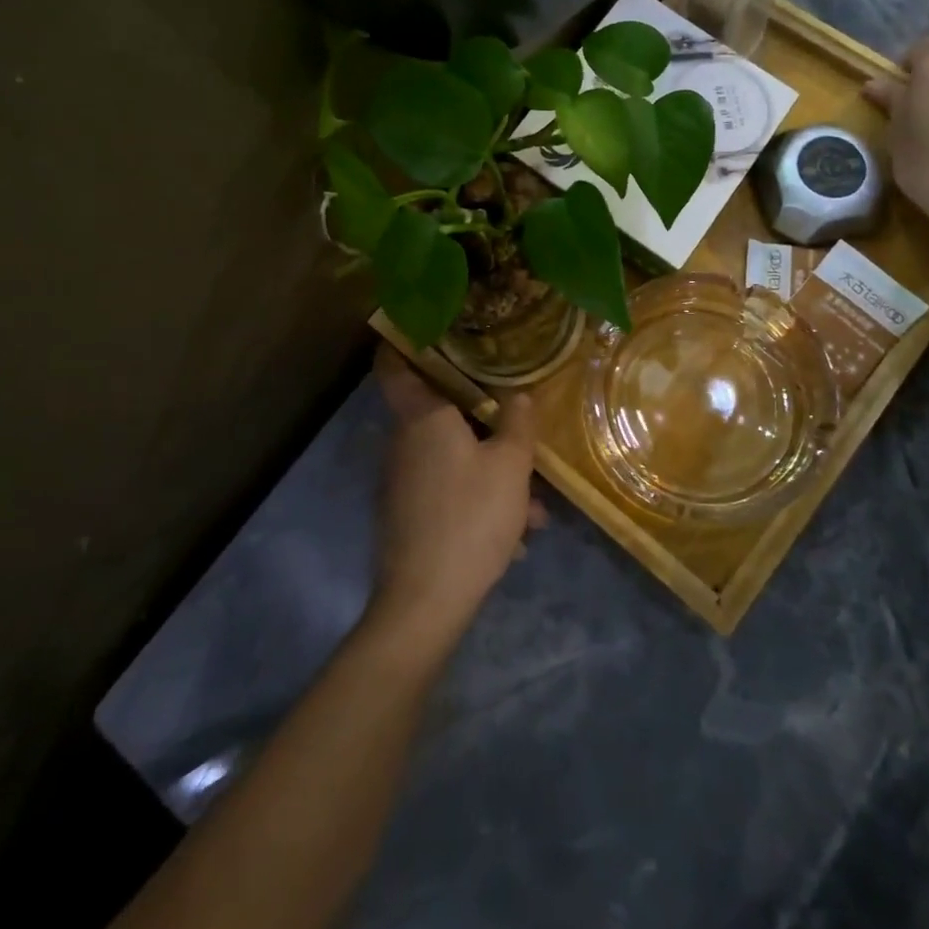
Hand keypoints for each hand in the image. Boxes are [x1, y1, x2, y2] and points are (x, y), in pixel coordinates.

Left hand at [368, 347, 544, 651]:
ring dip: (491, 473)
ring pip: (452, 459)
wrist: (425, 601)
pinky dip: (478, 502)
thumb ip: (518, 423)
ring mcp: (402, 481)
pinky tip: (515, 536)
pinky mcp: (406, 515)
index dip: (401, 341)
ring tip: (533, 508)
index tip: (424, 327)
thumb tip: (518, 395)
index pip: (394, 365)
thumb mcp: (511, 466)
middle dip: (482, 424)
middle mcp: (404, 443)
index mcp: (423, 418)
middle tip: (516, 428)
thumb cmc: (470, 516)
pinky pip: (446, 491)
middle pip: (439, 415)